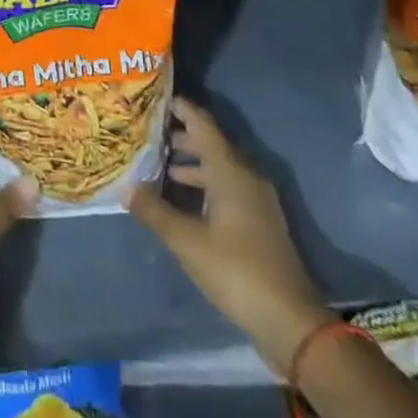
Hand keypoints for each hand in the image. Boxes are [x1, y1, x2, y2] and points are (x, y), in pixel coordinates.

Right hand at [126, 97, 334, 375]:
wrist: (289, 319)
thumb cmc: (236, 270)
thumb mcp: (187, 242)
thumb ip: (155, 212)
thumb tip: (127, 188)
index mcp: (230, 170)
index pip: (202, 124)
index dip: (181, 108)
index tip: (155, 99)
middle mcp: (246, 175)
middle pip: (211, 143)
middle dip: (181, 137)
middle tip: (149, 135)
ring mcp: (256, 199)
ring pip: (220, 167)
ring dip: (193, 163)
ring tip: (161, 167)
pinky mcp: (260, 221)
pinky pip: (228, 186)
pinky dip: (205, 184)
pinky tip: (185, 201)